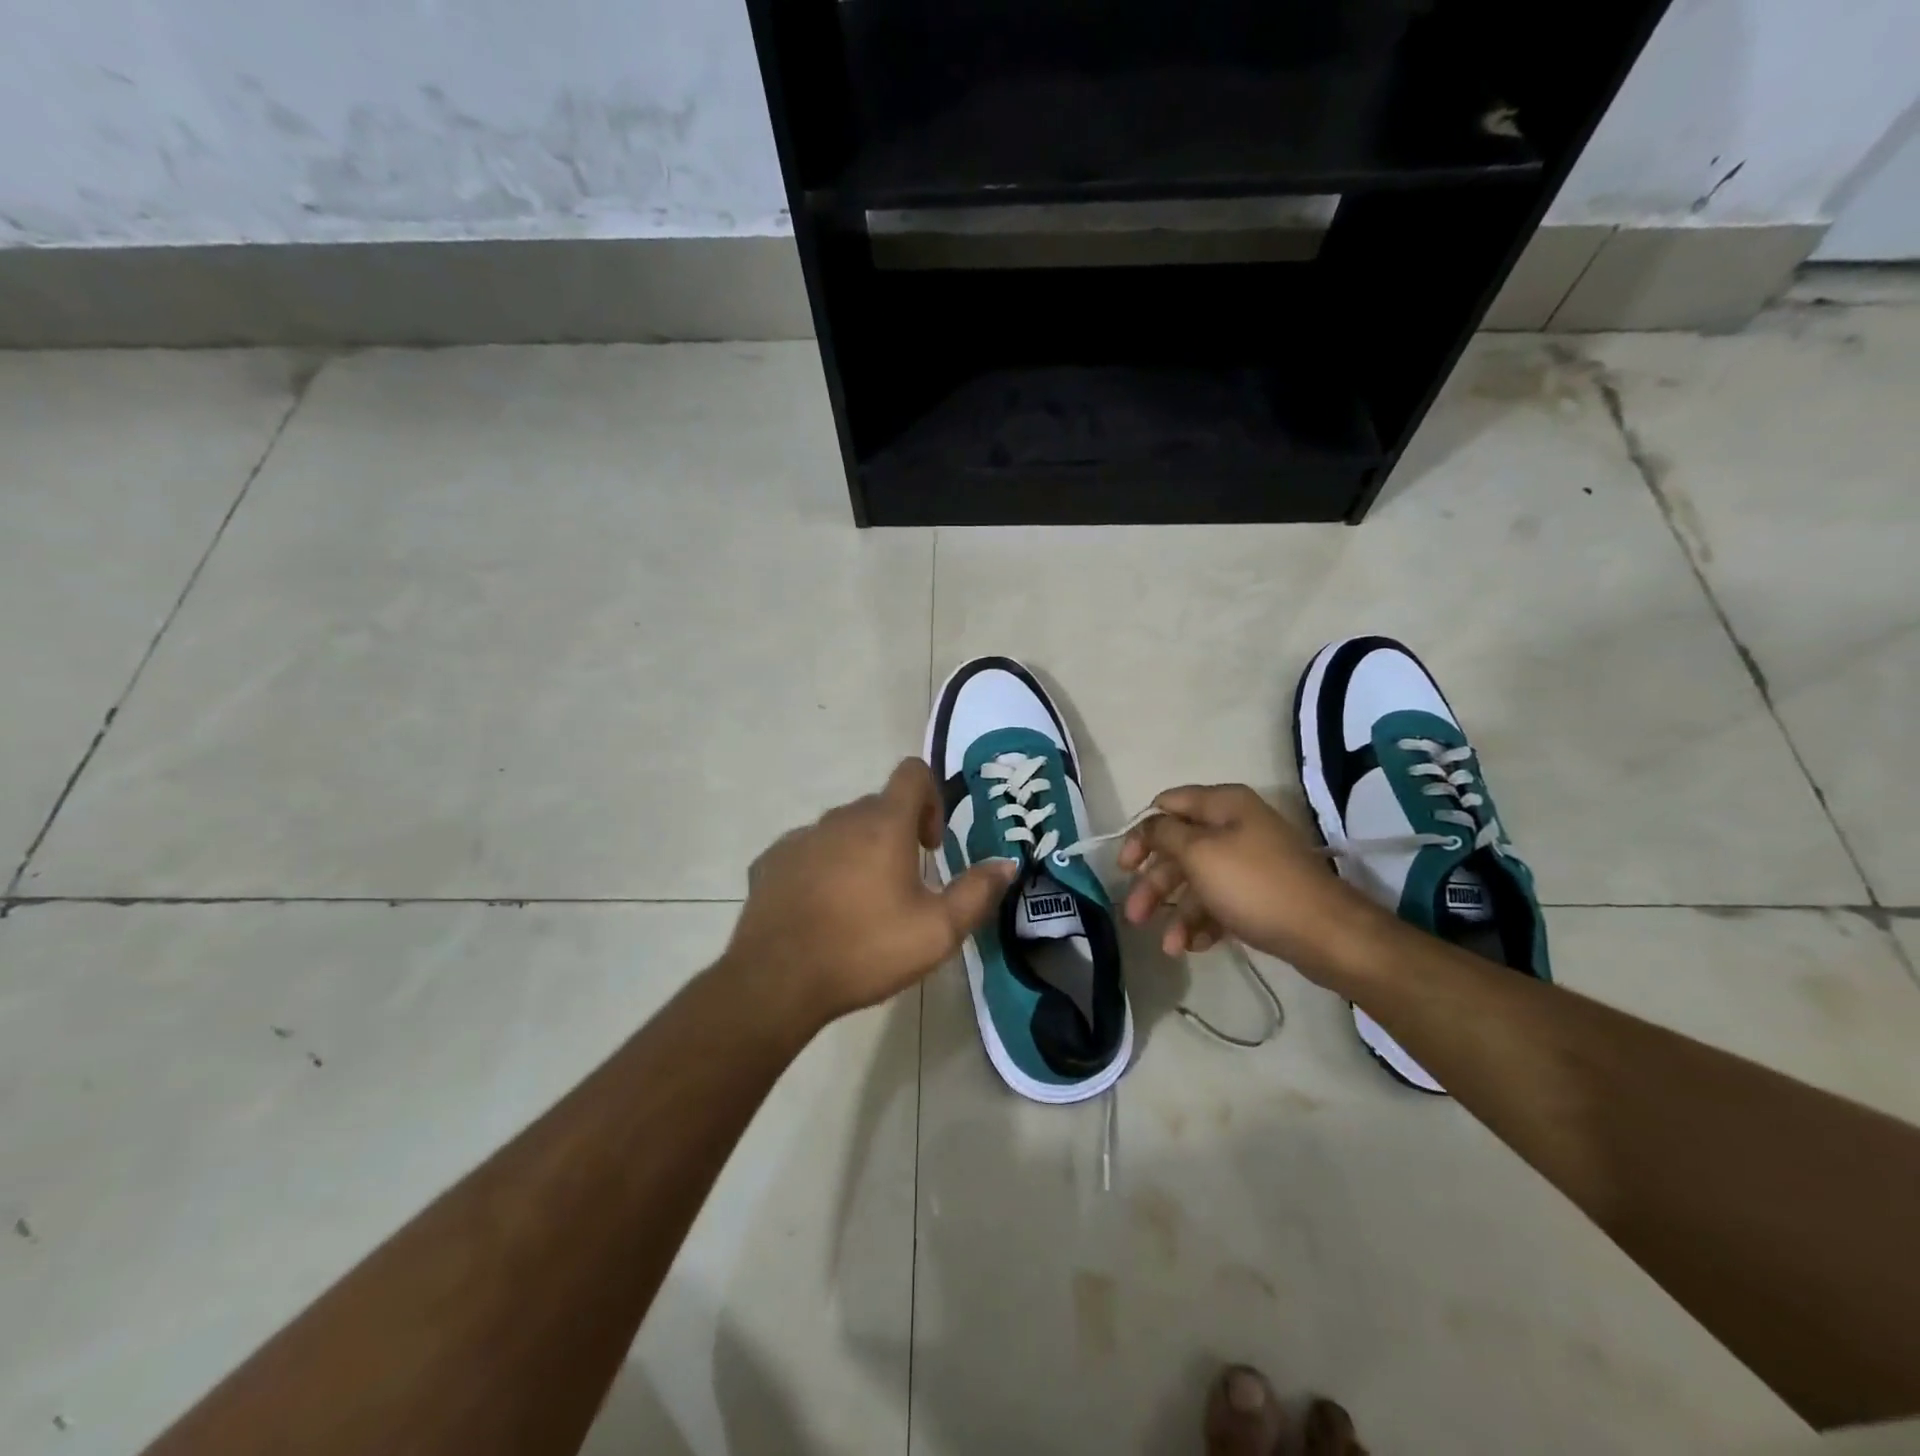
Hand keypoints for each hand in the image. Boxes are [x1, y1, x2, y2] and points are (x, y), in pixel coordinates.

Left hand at [724, 758, 1017, 1027]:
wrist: (778, 981)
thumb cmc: (865, 949)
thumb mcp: (937, 930)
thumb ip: (977, 892)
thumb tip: (1007, 863)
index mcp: (883, 824)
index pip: (912, 773)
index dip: (931, 798)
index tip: (930, 845)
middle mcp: (839, 819)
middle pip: (878, 806)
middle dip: (897, 834)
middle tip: (904, 886)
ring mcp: (800, 838)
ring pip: (840, 830)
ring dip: (858, 852)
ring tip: (860, 904)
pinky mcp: (770, 862)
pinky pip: (807, 852)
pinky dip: (821, 869)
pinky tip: (821, 912)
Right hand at [1117, 783, 1385, 979]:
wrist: (1325, 934)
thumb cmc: (1254, 885)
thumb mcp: (1199, 853)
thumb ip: (1164, 834)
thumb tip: (1149, 824)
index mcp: (1223, 805)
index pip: (1167, 806)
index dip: (1141, 833)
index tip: (1124, 866)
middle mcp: (1235, 826)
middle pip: (1178, 848)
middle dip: (1155, 883)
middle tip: (1135, 915)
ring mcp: (1249, 861)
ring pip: (1197, 880)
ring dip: (1177, 911)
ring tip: (1168, 947)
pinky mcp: (1259, 894)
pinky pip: (1220, 902)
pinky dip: (1203, 922)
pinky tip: (1193, 947)